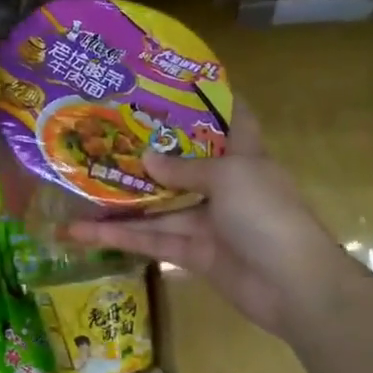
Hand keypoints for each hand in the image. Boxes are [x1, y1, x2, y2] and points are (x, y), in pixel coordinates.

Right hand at [63, 101, 355, 336]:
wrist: (294, 287)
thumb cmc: (267, 214)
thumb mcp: (228, 177)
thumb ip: (182, 168)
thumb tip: (144, 158)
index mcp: (244, 158)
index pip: (234, 121)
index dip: (213, 102)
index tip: (179, 85)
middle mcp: (225, 186)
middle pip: (181, 166)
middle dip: (146, 155)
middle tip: (105, 138)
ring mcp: (208, 222)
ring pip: (157, 208)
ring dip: (119, 204)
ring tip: (78, 192)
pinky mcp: (193, 254)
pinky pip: (152, 240)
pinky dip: (120, 238)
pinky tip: (84, 233)